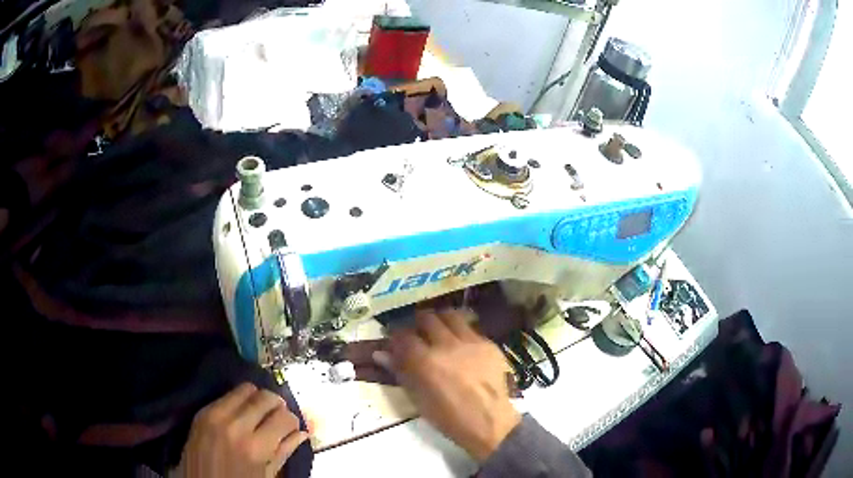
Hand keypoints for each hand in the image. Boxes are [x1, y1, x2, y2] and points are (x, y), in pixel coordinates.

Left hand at [178, 383, 308, 477]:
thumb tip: (303, 433)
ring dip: (257, 398)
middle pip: (265, 397)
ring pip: (245, 389)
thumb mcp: (266, 475)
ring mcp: (215, 415)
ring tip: (259, 413)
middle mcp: (235, 425)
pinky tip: (241, 413)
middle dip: (277, 405)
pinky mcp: (201, 411)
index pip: (284, 417)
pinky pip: (226, 395)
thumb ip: (284, 452)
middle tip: (277, 417)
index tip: (291, 427)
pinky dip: (238, 400)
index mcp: (256, 447)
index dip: (292, 421)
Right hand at [373, 309, 520, 461]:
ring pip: (451, 316)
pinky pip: (471, 329)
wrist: (489, 422)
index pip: (403, 336)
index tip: (394, 338)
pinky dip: (461, 332)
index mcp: (425, 361)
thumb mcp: (418, 399)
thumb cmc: (448, 417)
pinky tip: (461, 345)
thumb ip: (400, 372)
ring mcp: (470, 342)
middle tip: (417, 332)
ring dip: (441, 320)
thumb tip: (381, 354)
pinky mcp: (489, 344)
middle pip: (427, 318)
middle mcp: (447, 345)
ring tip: (439, 330)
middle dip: (418, 322)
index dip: (396, 335)